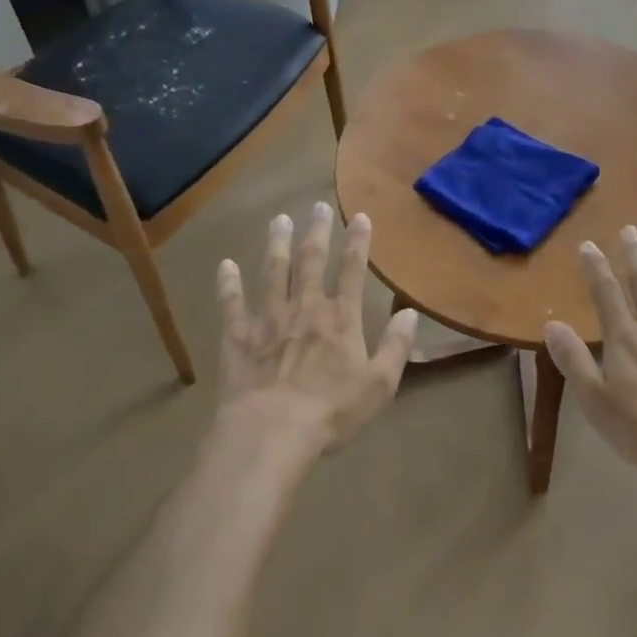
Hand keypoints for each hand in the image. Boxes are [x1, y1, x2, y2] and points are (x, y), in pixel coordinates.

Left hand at [215, 203, 419, 457]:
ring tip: (279, 221)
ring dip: (277, 244)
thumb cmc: (331, 411)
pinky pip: (232, 304)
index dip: (357, 242)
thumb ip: (396, 347)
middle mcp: (305, 308)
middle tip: (317, 205)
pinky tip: (226, 265)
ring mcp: (269, 319)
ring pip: (273, 272)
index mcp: (340, 319)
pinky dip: (228, 284)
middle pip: (311, 261)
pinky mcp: (239, 336)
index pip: (352, 270)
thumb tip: (411, 313)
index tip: (360, 216)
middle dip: (317, 231)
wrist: (271, 431)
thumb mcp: (379, 385)